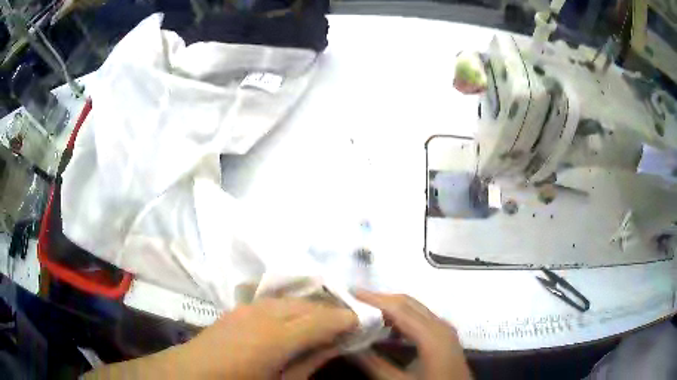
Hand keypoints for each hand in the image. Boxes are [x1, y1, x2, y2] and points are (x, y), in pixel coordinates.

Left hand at [85, 298, 357, 378]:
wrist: (191, 373)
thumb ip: (309, 362)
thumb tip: (334, 346)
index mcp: (278, 337)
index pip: (324, 319)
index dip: (347, 319)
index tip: (365, 321)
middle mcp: (266, 313)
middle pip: (310, 305)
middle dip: (334, 310)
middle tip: (351, 321)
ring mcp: (250, 307)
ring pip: (294, 299)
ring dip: (314, 307)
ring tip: (328, 320)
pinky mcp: (240, 308)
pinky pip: (276, 301)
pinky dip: (294, 306)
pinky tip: (298, 318)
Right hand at [353, 290, 471, 379]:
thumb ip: (373, 363)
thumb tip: (349, 345)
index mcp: (431, 335)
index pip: (398, 308)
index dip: (373, 299)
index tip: (350, 293)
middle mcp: (440, 325)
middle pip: (408, 303)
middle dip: (380, 299)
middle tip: (354, 300)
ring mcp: (445, 329)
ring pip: (415, 308)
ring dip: (390, 306)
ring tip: (365, 311)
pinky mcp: (445, 335)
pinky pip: (421, 317)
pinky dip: (402, 316)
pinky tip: (387, 326)